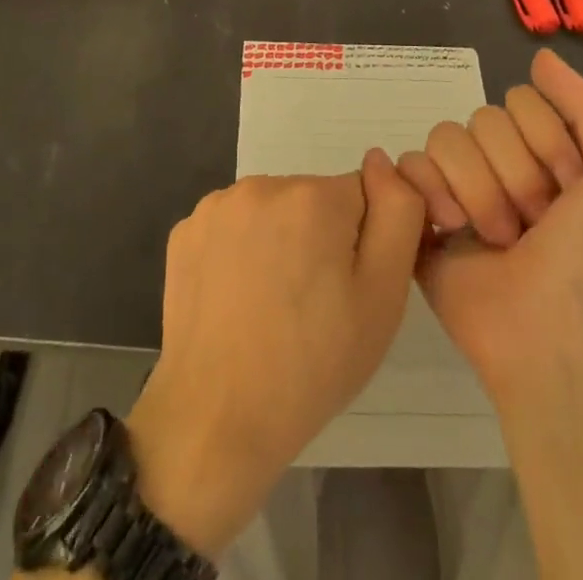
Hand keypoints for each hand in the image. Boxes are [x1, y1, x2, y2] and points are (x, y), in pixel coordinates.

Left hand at [125, 151, 424, 556]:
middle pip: (313, 199)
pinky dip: (240, 252)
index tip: (346, 288)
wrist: (216, 421)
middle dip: (320, 238)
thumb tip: (380, 160)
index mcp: (313, 197)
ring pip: (272, 211)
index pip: (360, 196)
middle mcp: (262, 185)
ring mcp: (217, 206)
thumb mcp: (382, 298)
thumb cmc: (312, 366)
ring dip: (280, 242)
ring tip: (273, 306)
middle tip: (313, 306)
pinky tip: (237, 299)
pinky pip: (233, 227)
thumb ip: (397, 215)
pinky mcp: (185, 231)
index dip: (361, 243)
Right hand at [396, 48, 582, 401]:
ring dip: (478, 191)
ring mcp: (459, 186)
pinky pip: (408, 166)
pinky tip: (450, 227)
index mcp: (548, 151)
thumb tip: (540, 56)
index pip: (523, 99)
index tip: (573, 190)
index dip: (548, 143)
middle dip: (514, 173)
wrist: (556, 337)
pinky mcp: (422, 213)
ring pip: (446, 137)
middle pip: (483, 117)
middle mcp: (502, 163)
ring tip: (498, 239)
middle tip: (535, 224)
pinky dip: (429, 193)